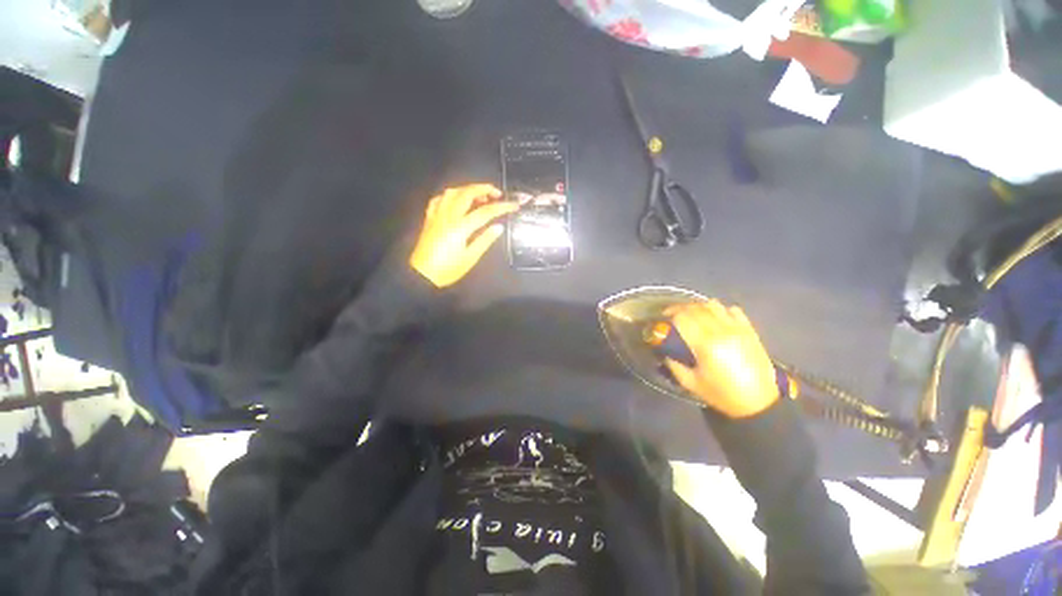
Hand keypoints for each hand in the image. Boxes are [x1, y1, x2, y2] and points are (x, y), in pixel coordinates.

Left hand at [410, 184, 517, 287]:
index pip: (485, 212)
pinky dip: (450, 196)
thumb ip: (485, 240)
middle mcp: (449, 216)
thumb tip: (498, 227)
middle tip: (497, 194)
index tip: (514, 205)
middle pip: (467, 193)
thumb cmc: (448, 269)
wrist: (422, 275)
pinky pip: (439, 199)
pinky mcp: (430, 218)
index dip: (502, 207)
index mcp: (461, 227)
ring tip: (479, 196)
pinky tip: (456, 201)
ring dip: (467, 189)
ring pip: (452, 192)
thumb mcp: (470, 258)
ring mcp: (437, 215)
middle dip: (484, 189)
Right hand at [664, 301, 779, 418]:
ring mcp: (737, 328)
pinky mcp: (749, 330)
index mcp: (705, 344)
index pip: (682, 317)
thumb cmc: (723, 394)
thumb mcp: (691, 383)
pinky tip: (716, 319)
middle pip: (695, 308)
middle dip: (679, 308)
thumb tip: (664, 350)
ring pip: (713, 304)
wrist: (761, 402)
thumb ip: (673, 364)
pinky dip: (720, 310)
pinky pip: (732, 310)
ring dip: (699, 306)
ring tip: (692, 315)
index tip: (661, 318)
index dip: (669, 314)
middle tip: (671, 315)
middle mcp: (721, 330)